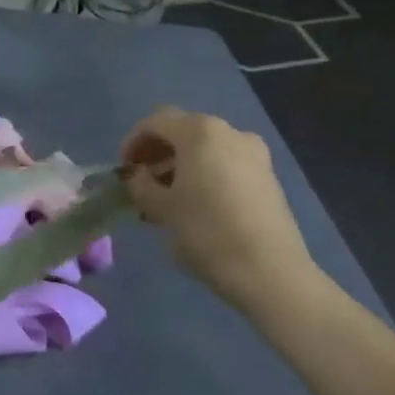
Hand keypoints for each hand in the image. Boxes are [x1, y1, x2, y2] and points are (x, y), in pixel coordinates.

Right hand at [119, 107, 318, 309]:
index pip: (155, 122)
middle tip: (142, 182)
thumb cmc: (207, 232)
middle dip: (158, 153)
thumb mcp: (162, 208)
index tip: (123, 170)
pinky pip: (226, 164)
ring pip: (206, 148)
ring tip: (166, 198)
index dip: (133, 142)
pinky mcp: (268, 177)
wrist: (270, 272)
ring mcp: (254, 154)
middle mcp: (229, 132)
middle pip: (182, 131)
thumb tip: (137, 176)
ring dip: (180, 165)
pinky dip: (204, 174)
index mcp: (200, 132)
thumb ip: (140, 185)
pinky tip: (195, 205)